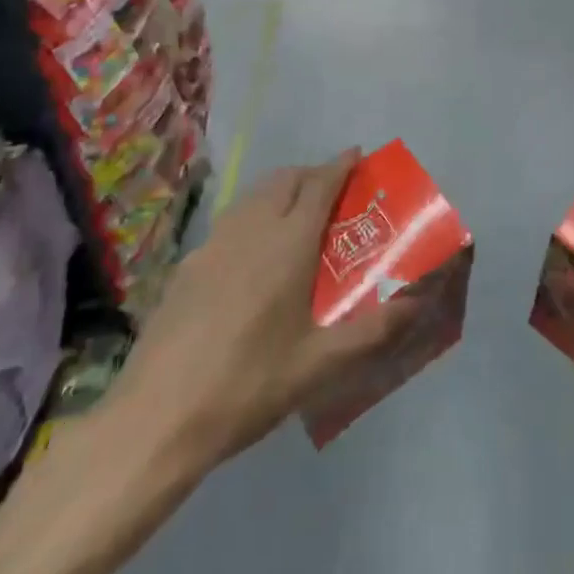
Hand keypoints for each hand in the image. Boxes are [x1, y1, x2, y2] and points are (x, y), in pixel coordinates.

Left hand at [106, 148, 411, 473]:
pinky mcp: (187, 266)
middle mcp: (251, 229)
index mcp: (288, 243)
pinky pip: (229, 222)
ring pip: (253, 195)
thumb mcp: (319, 365)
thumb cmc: (248, 385)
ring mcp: (213, 244)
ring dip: (280, 191)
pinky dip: (252, 217)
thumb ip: (372, 330)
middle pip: (285, 179)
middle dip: (312, 174)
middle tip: (333, 192)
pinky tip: (251, 257)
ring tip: (296, 217)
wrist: (156, 418)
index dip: (341, 165)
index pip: (320, 184)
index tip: (358, 154)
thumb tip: (417, 304)